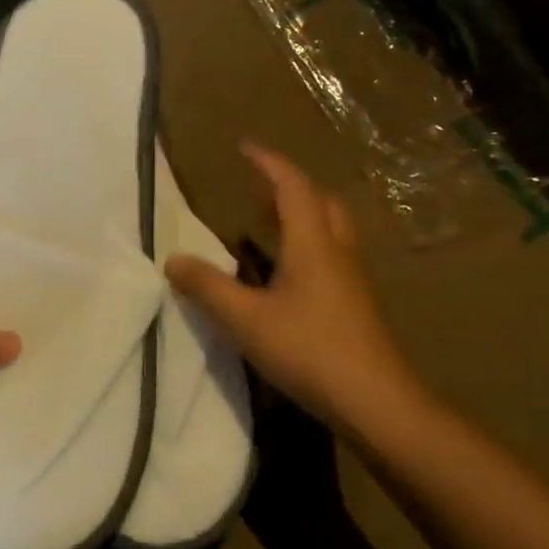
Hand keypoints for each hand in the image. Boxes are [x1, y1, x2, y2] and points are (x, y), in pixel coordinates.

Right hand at [164, 143, 423, 432]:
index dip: (268, 163)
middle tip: (257, 184)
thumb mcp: (246, 319)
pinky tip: (287, 268)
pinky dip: (308, 241)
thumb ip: (207, 287)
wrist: (375, 401)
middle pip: (320, 201)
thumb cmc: (309, 350)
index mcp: (313, 243)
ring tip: (268, 218)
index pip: (292, 187)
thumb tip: (172, 260)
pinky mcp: (355, 303)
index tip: (244, 147)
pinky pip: (331, 252)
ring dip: (301, 212)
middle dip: (289, 185)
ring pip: (330, 227)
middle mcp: (337, 251)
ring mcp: (352, 278)